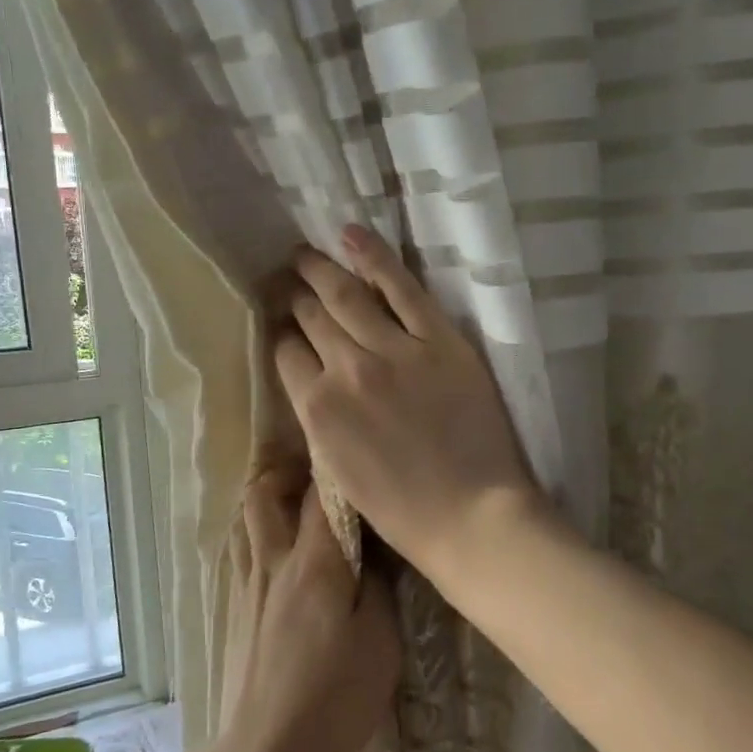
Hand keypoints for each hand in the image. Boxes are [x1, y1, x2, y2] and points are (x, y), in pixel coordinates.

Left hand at [220, 462, 400, 751]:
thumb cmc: (335, 698)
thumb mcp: (381, 641)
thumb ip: (379, 585)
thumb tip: (373, 551)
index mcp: (314, 563)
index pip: (321, 493)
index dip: (336, 467)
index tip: (355, 456)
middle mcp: (273, 562)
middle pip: (263, 491)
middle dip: (288, 471)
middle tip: (320, 477)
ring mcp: (247, 585)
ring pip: (246, 518)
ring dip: (268, 501)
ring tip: (298, 508)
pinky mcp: (235, 608)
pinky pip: (242, 550)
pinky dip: (258, 534)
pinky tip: (281, 555)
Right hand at [272, 225, 540, 583]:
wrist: (471, 516)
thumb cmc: (401, 510)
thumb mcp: (337, 471)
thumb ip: (319, 419)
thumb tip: (310, 380)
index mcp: (317, 409)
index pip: (286, 353)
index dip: (281, 334)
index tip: (281, 323)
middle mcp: (346, 369)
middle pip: (310, 317)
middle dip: (294, 294)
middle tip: (286, 277)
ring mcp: (395, 349)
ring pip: (346, 295)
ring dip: (319, 268)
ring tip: (304, 253)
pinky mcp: (439, 339)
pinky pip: (401, 287)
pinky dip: (374, 257)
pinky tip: (352, 235)